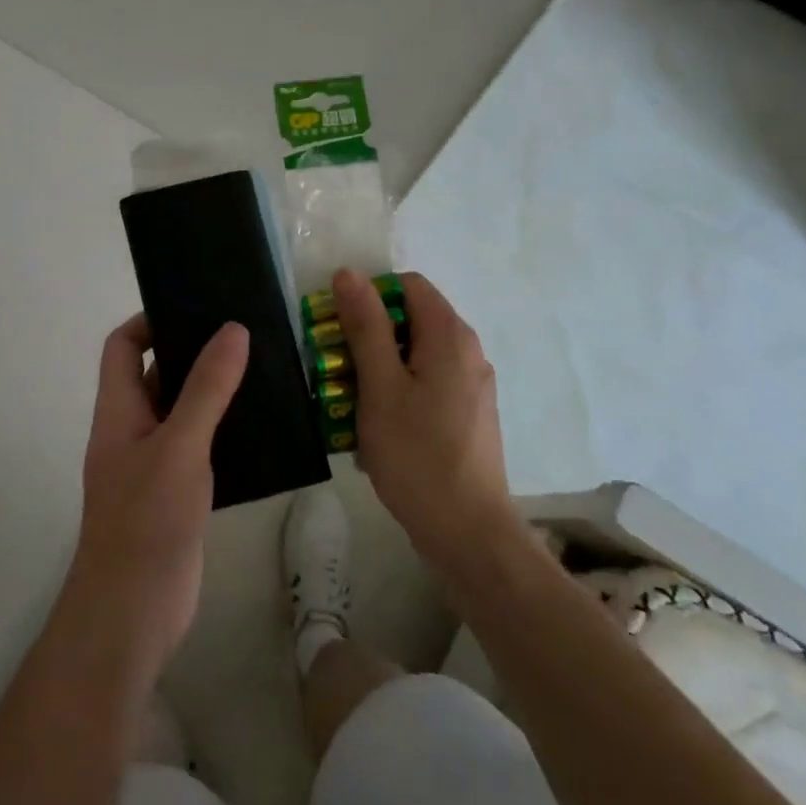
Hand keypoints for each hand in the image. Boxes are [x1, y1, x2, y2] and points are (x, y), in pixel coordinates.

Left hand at [60, 314, 248, 683]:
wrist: (133, 611)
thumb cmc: (146, 519)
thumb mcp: (180, 446)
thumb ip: (206, 389)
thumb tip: (233, 330)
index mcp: (118, 410)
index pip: (121, 347)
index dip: (148, 321)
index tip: (194, 309)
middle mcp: (132, 430)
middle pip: (155, 374)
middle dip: (192, 352)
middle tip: (243, 334)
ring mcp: (154, 463)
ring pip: (181, 411)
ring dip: (212, 392)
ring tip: (261, 370)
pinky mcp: (177, 492)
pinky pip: (198, 446)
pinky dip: (222, 430)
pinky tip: (260, 426)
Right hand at [333, 268, 511, 566]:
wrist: (467, 531)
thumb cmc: (417, 454)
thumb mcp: (380, 386)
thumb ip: (365, 326)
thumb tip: (349, 273)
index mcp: (450, 336)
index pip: (407, 285)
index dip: (368, 296)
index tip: (337, 328)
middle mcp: (468, 352)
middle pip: (410, 320)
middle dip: (367, 337)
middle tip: (334, 369)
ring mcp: (471, 386)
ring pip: (415, 356)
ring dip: (378, 369)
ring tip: (349, 403)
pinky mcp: (468, 415)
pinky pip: (426, 385)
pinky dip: (397, 393)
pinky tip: (376, 428)